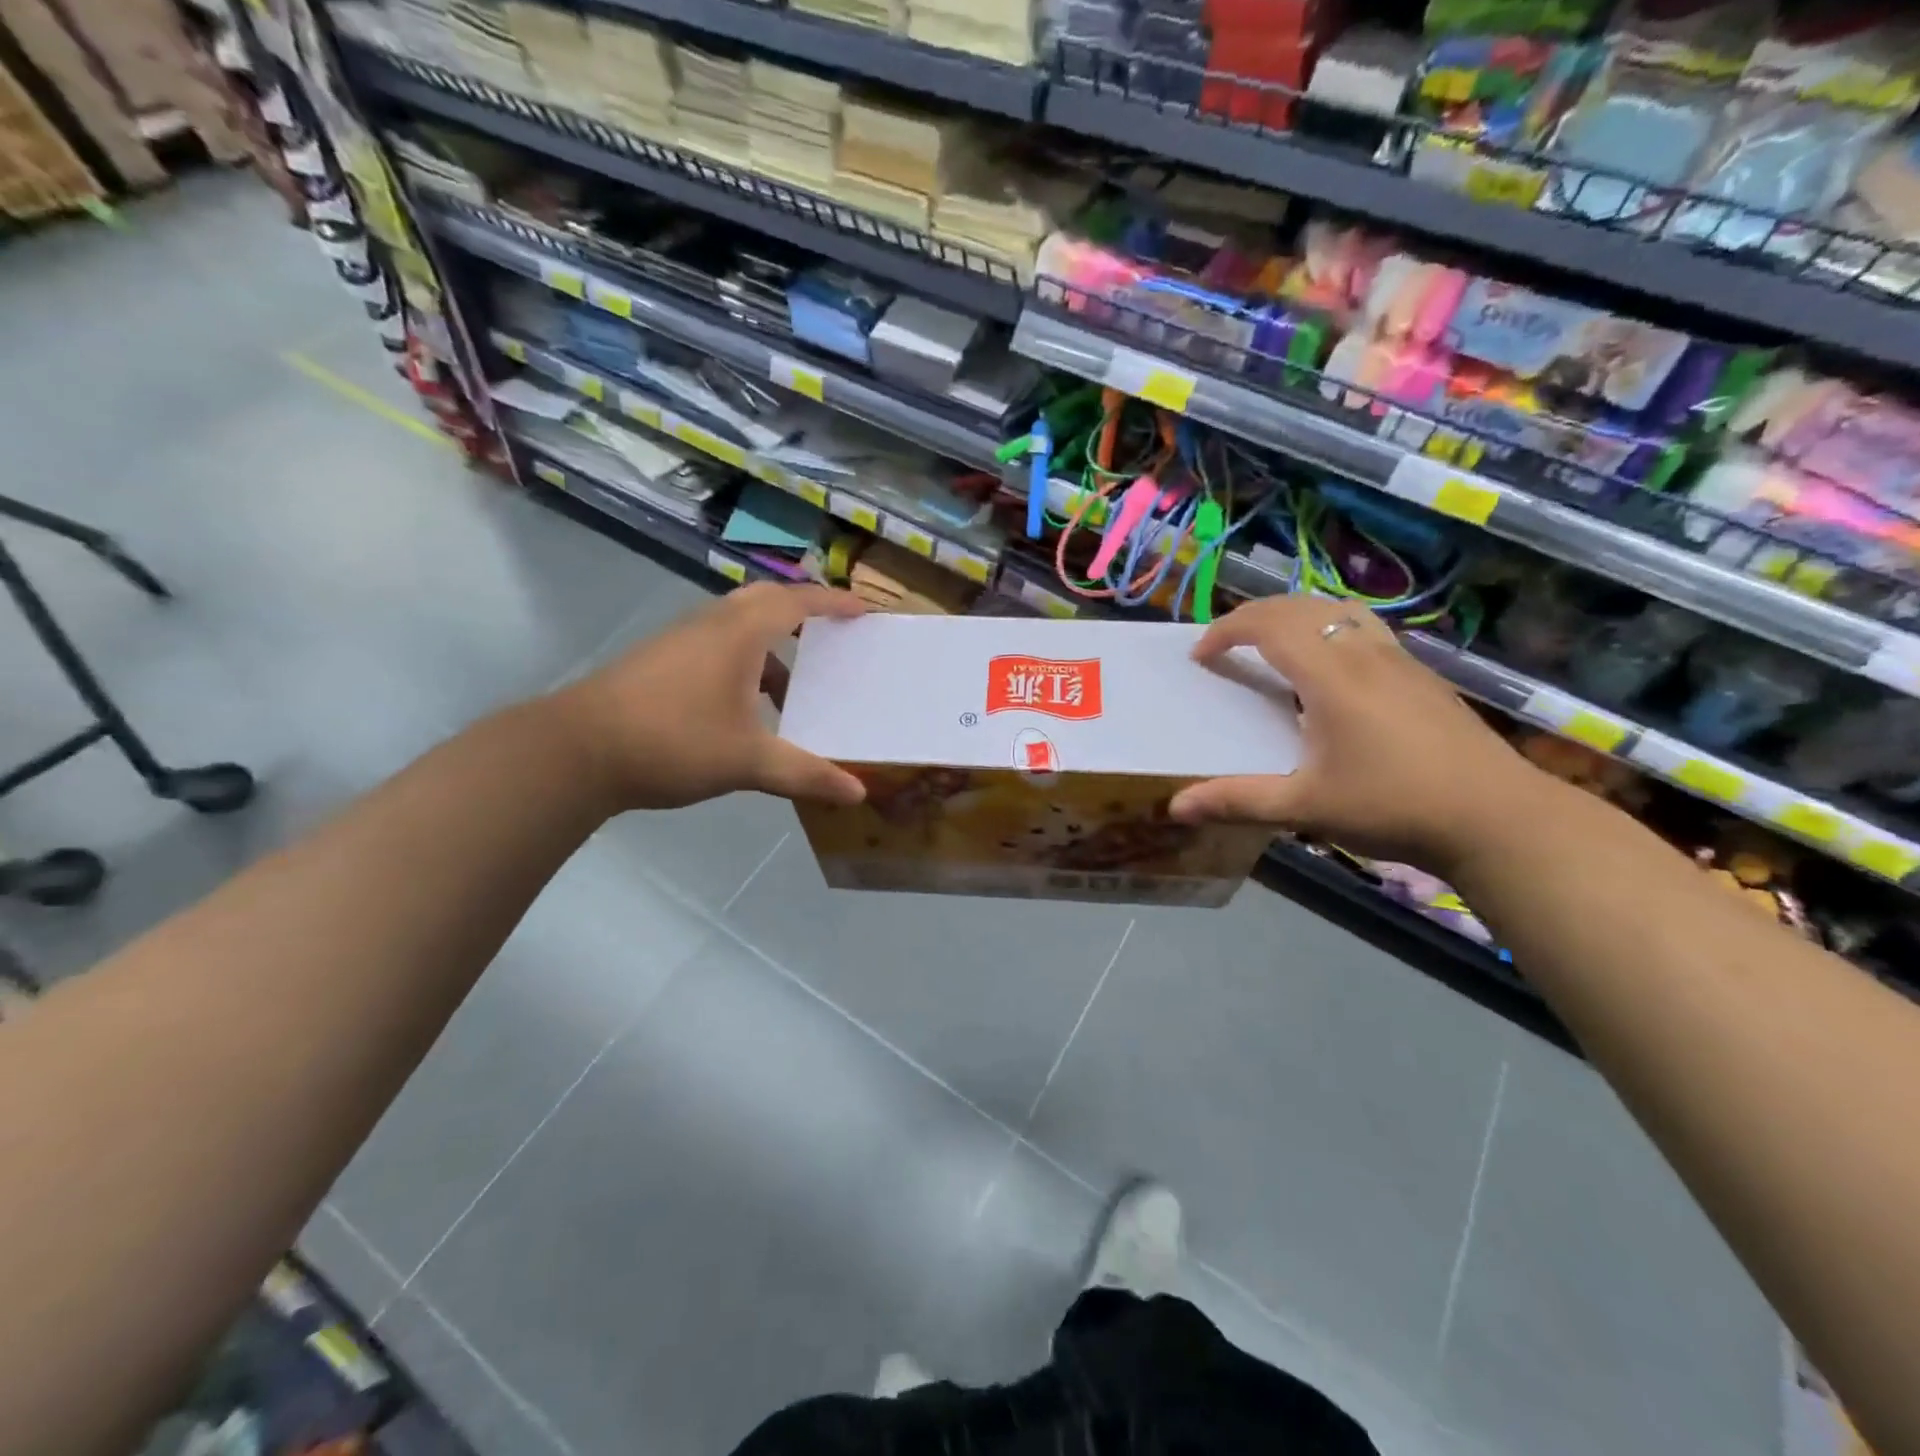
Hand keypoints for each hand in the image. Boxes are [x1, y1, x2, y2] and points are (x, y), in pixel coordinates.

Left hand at [552, 582, 867, 812]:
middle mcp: (710, 624)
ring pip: (737, 627)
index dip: (833, 604)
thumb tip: (856, 792)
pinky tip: (746, 710)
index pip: (797, 602)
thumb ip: (805, 774)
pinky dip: (743, 664)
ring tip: (795, 688)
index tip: (863, 610)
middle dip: (802, 613)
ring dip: (771, 646)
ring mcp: (679, 640)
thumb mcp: (748, 761)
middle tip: (831, 635)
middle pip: (765, 602)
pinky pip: (716, 647)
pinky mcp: (659, 662)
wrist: (576, 750)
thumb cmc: (672, 741)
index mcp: (738, 633)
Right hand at [1168, 595, 1551, 874]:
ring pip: (1338, 611)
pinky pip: (1363, 629)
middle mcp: (1364, 653)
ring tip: (1272, 645)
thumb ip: (1238, 801)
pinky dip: (1327, 630)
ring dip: (1295, 617)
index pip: (1269, 625)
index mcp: (1331, 676)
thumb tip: (1176, 806)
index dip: (1226, 630)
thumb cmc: (1394, 806)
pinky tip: (1329, 672)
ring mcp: (1400, 660)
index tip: (1200, 655)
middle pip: (1301, 607)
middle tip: (1225, 645)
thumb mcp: (1306, 808)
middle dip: (1254, 616)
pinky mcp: (1422, 675)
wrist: (1498, 818)